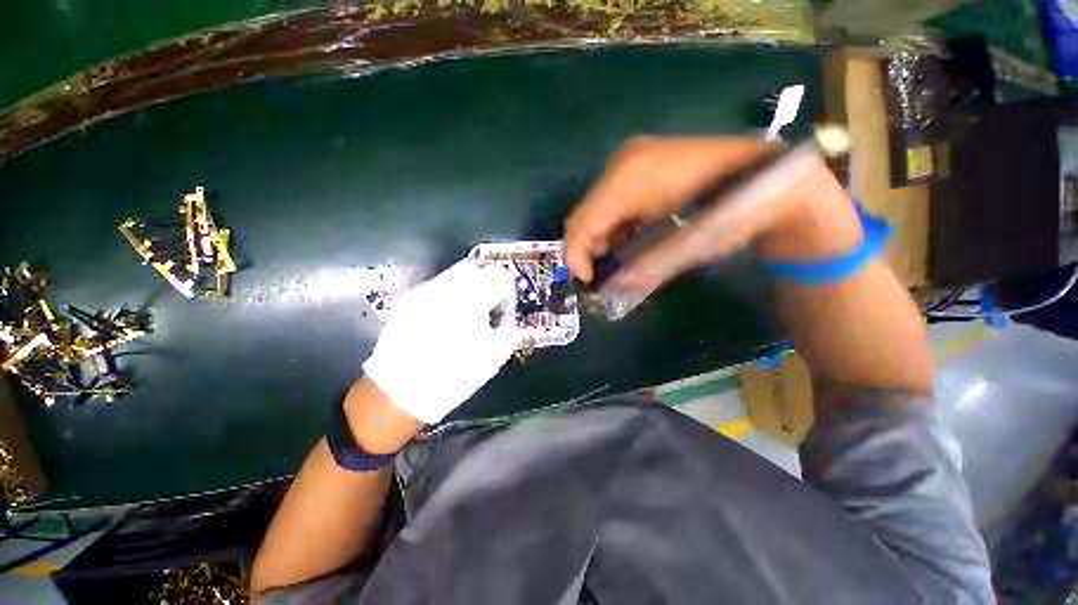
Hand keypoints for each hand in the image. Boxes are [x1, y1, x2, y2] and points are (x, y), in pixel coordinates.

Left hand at [361, 258, 520, 424]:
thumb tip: (505, 316)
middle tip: (488, 309)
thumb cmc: (455, 374)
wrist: (399, 393)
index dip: (508, 293)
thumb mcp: (497, 354)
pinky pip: (437, 288)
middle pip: (476, 267)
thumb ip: (509, 327)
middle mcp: (446, 285)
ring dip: (468, 290)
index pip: (500, 275)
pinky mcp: (408, 300)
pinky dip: (449, 298)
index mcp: (471, 297)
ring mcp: (423, 290)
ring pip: (455, 275)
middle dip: (487, 284)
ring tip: (466, 317)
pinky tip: (444, 323)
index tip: (502, 314)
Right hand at [564, 136, 860, 290]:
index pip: (583, 222)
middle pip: (584, 212)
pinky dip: (611, 221)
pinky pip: (611, 198)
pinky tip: (626, 235)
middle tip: (597, 271)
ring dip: (598, 234)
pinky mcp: (640, 162)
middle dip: (585, 246)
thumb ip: (638, 269)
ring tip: (613, 256)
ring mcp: (631, 158)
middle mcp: (621, 162)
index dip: (576, 254)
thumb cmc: (729, 213)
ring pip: (595, 205)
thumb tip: (610, 288)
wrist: (765, 177)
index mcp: (627, 179)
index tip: (586, 279)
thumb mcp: (680, 248)